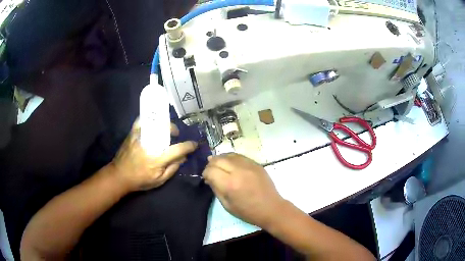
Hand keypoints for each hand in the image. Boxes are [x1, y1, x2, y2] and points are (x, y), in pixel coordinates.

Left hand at [111, 119, 197, 191]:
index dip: (189, 146)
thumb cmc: (140, 180)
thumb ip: (172, 168)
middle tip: (176, 134)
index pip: (178, 149)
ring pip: (154, 123)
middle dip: (174, 130)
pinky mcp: (132, 133)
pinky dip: (148, 119)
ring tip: (165, 128)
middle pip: (166, 130)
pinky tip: (152, 123)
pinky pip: (141, 120)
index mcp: (158, 159)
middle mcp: (150, 145)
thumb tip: (183, 157)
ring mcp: (140, 137)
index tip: (194, 144)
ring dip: (164, 124)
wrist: (119, 175)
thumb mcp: (159, 180)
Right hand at [202, 153, 285, 228]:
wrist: (271, 208)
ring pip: (228, 155)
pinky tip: (230, 164)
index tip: (206, 178)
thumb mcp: (227, 205)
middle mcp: (238, 171)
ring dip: (220, 159)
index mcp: (230, 184)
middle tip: (211, 171)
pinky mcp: (256, 164)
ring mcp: (249, 165)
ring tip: (219, 166)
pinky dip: (231, 158)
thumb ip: (216, 189)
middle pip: (218, 159)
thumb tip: (209, 177)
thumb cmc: (247, 211)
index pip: (210, 170)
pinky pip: (239, 156)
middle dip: (211, 164)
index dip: (205, 173)